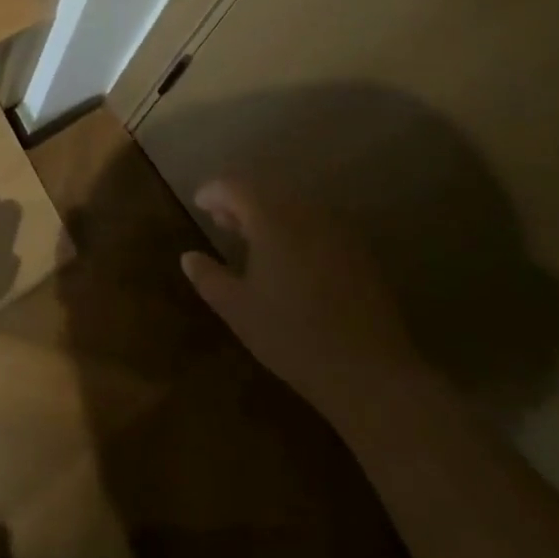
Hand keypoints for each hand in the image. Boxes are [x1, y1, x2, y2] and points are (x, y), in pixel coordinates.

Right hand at [180, 182, 428, 423]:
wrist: (370, 371)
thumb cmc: (292, 336)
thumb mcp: (238, 309)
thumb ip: (208, 277)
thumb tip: (188, 257)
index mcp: (272, 218)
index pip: (235, 185)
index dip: (213, 191)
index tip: (199, 205)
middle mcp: (305, 211)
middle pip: (265, 188)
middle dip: (240, 199)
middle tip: (221, 222)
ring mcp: (336, 228)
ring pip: (293, 203)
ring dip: (268, 211)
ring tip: (252, 239)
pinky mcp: (358, 249)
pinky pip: (316, 221)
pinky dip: (295, 225)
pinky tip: (289, 256)